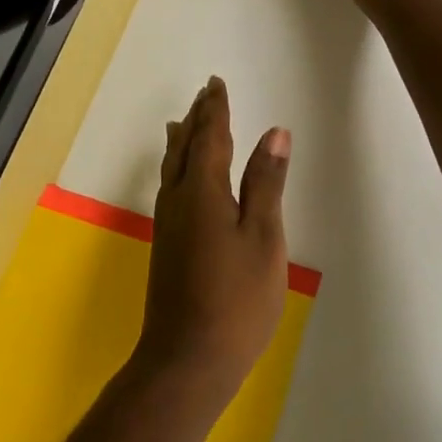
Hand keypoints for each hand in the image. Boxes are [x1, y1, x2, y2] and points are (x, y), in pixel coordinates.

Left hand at [134, 77, 290, 405]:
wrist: (187, 359)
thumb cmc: (236, 299)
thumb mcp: (263, 237)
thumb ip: (266, 182)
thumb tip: (275, 131)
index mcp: (202, 190)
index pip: (210, 136)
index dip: (215, 108)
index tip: (216, 83)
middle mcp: (178, 199)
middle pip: (185, 146)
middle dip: (196, 118)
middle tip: (204, 93)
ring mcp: (168, 224)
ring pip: (172, 167)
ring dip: (181, 139)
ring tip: (182, 121)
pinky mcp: (166, 244)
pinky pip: (169, 186)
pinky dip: (176, 165)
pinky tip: (179, 177)